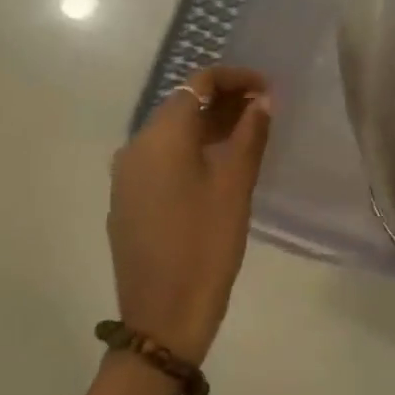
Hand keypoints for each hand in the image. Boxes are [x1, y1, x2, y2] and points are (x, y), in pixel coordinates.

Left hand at [107, 67, 271, 364]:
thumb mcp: (236, 185)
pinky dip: (192, 148)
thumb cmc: (206, 245)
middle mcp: (135, 147)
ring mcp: (126, 175)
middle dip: (223, 99)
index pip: (197, 83)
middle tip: (264, 110)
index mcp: (160, 137)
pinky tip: (219, 164)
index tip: (268, 88)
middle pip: (181, 104)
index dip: (235, 78)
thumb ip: (250, 134)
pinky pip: (162, 157)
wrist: (162, 316)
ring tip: (248, 133)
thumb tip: (262, 100)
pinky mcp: (128, 199)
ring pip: (171, 132)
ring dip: (208, 124)